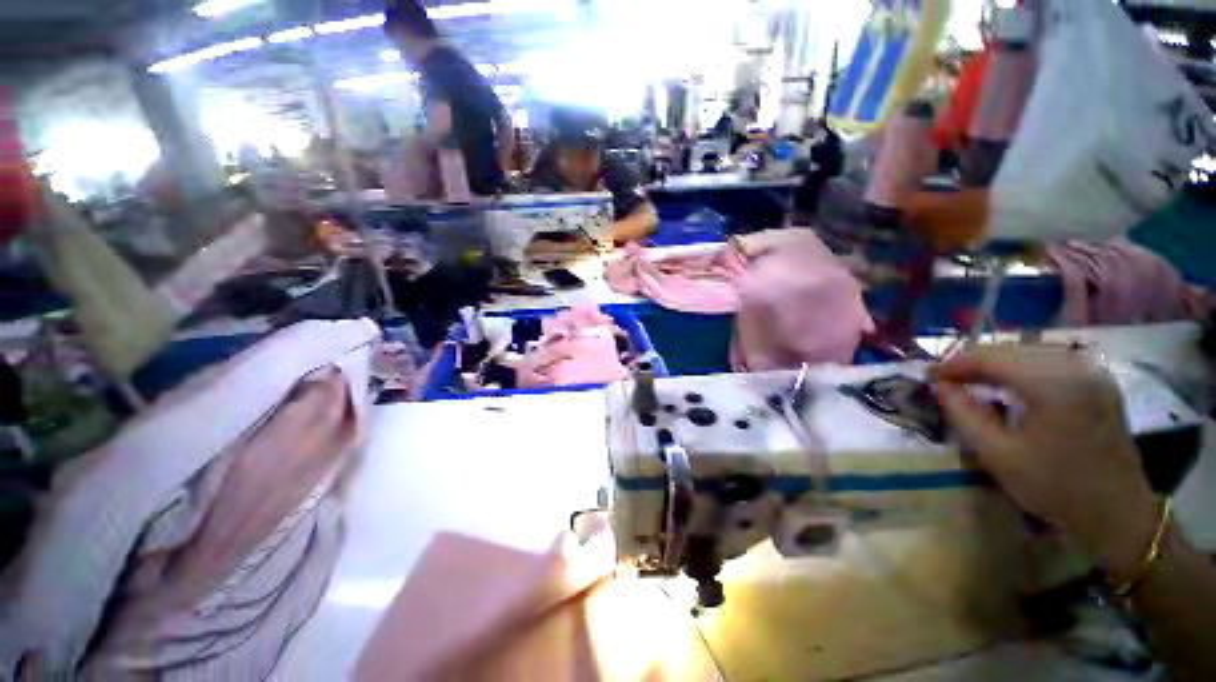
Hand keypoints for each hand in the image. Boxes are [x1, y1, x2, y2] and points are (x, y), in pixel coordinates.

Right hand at [930, 345, 1158, 581]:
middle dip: (973, 363)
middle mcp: (1076, 367)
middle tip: (945, 380)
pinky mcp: (1098, 383)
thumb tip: (940, 388)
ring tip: (971, 382)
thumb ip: (963, 415)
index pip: (992, 358)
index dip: (954, 365)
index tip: (928, 376)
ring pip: (1030, 353)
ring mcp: (1092, 373)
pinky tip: (1008, 386)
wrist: (1117, 513)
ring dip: (996, 365)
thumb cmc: (1056, 488)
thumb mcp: (998, 455)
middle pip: (1012, 350)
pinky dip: (1021, 370)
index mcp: (1054, 384)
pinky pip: (1050, 363)